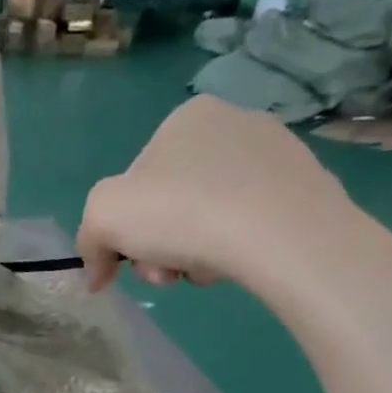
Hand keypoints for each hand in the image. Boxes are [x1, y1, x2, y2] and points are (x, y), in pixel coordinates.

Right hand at [76, 96, 391, 299]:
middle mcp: (231, 122)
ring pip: (207, 217)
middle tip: (166, 274)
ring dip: (191, 253)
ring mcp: (274, 151)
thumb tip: (97, 273)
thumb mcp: (103, 219)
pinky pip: (248, 223)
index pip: (134, 183)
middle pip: (170, 203)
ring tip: (202, 271)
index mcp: (184, 118)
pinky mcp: (303, 184)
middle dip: (158, 247)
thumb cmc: (181, 213)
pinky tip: (236, 264)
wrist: (280, 233)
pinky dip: (233, 248)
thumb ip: (88, 241)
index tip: (129, 261)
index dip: (124, 230)